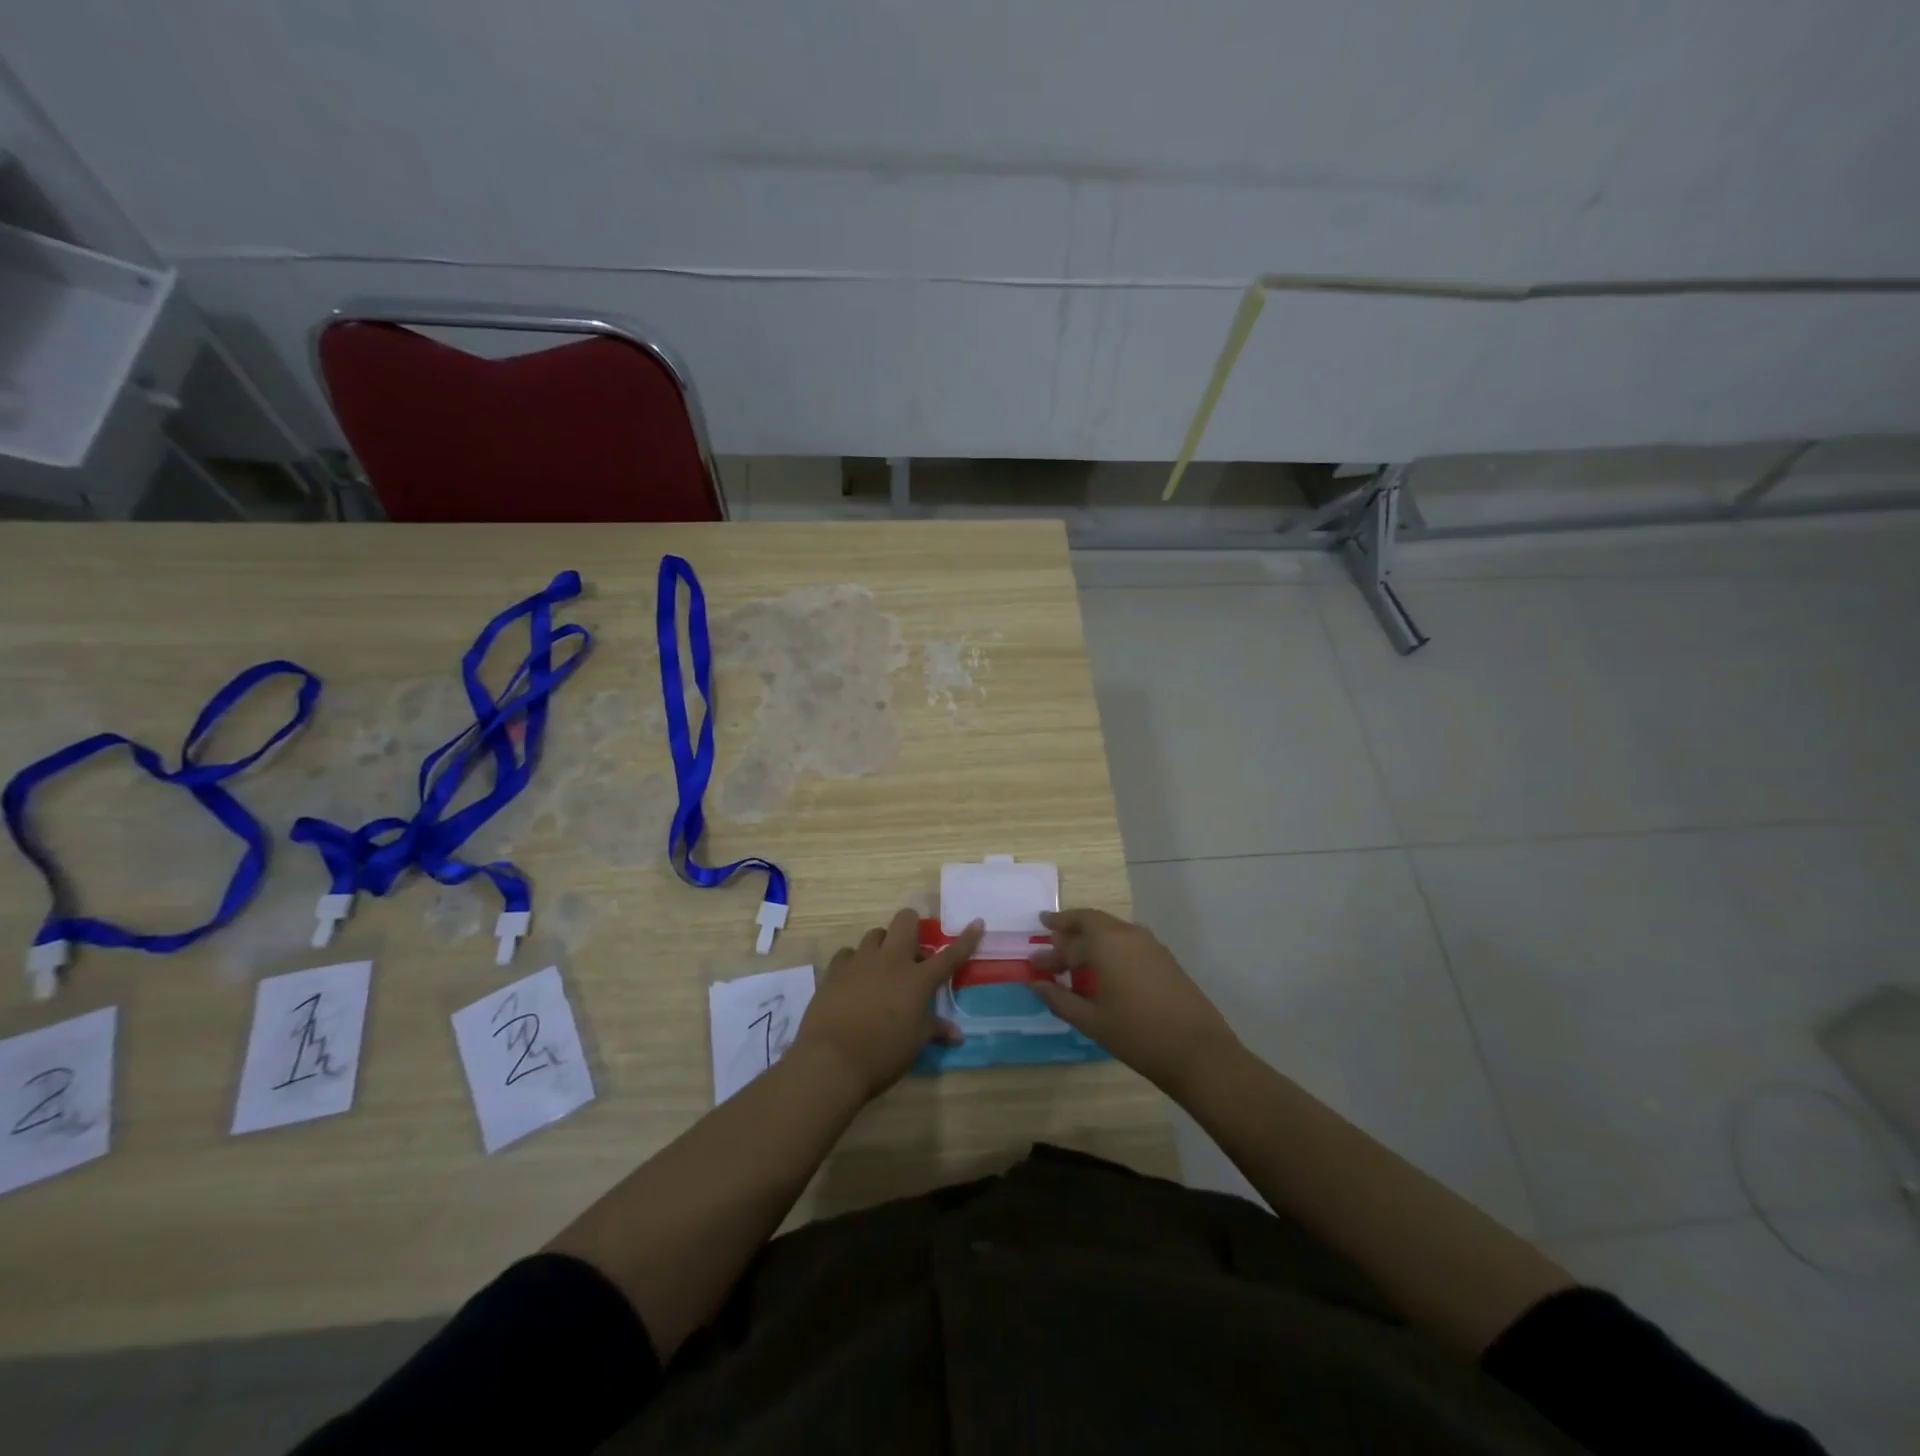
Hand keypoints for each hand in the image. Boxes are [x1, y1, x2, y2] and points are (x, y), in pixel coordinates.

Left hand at [793, 908, 983, 1099]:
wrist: (831, 1061)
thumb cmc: (882, 1055)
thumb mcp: (914, 1044)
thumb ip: (934, 1030)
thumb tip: (957, 1034)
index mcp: (917, 980)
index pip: (949, 955)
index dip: (966, 939)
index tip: (976, 923)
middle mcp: (891, 961)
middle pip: (905, 921)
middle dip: (912, 926)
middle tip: (912, 949)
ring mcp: (861, 962)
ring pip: (876, 934)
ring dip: (883, 945)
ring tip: (882, 966)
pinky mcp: (835, 970)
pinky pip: (848, 953)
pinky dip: (855, 962)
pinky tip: (853, 978)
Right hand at [1032, 908, 1240, 1095]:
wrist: (1198, 1052)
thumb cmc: (1137, 1035)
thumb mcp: (1091, 1021)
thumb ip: (1059, 999)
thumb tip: (1035, 984)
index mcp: (1106, 943)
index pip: (1069, 940)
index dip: (1049, 953)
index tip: (1033, 963)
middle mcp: (1128, 934)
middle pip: (1091, 921)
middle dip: (1068, 928)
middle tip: (1049, 936)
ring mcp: (1150, 944)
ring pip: (1111, 929)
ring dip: (1090, 937)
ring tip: (1074, 955)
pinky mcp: (1165, 958)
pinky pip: (1128, 941)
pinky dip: (1109, 947)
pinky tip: (1104, 970)